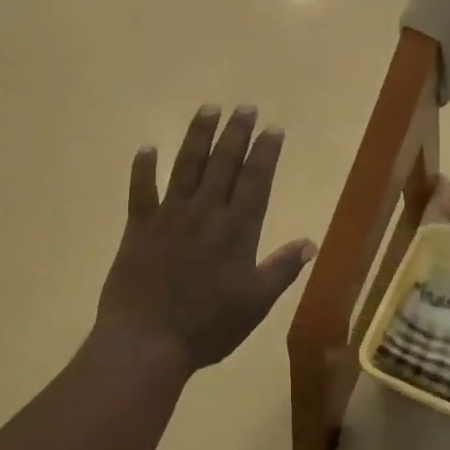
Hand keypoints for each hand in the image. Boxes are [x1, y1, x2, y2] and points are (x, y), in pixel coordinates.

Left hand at [96, 105, 316, 372]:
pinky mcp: (139, 227)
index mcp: (237, 231)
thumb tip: (311, 243)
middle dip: (236, 133)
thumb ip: (282, 270)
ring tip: (208, 109)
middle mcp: (205, 213)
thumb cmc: (208, 327)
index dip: (265, 153)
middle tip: (245, 107)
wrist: (148, 342)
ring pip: (186, 166)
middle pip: (223, 163)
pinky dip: (143, 168)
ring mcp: (169, 216)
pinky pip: (140, 190)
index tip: (273, 129)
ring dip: (198, 136)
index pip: (256, 181)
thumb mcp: (255, 304)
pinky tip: (147, 147)